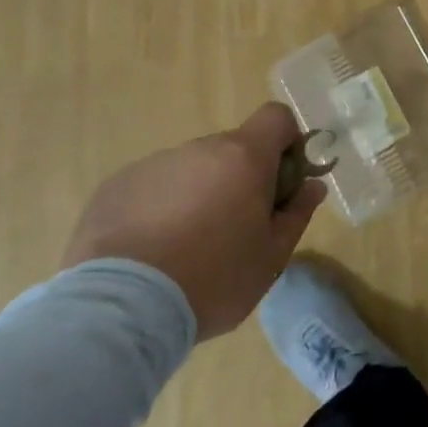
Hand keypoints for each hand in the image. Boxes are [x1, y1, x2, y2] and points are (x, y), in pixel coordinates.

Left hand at [62, 102, 324, 339]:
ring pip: (191, 169)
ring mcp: (154, 165)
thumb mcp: (271, 258)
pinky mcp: (115, 187)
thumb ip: (296, 214)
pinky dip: (158, 208)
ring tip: (183, 249)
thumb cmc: (213, 280)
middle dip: (239, 178)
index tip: (280, 183)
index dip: (285, 143)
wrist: (121, 309)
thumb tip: (312, 187)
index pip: (276, 117)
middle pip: (232, 148)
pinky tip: (149, 252)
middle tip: (233, 230)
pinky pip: (152, 187)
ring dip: (197, 194)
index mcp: (244, 157)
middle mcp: (199, 149)